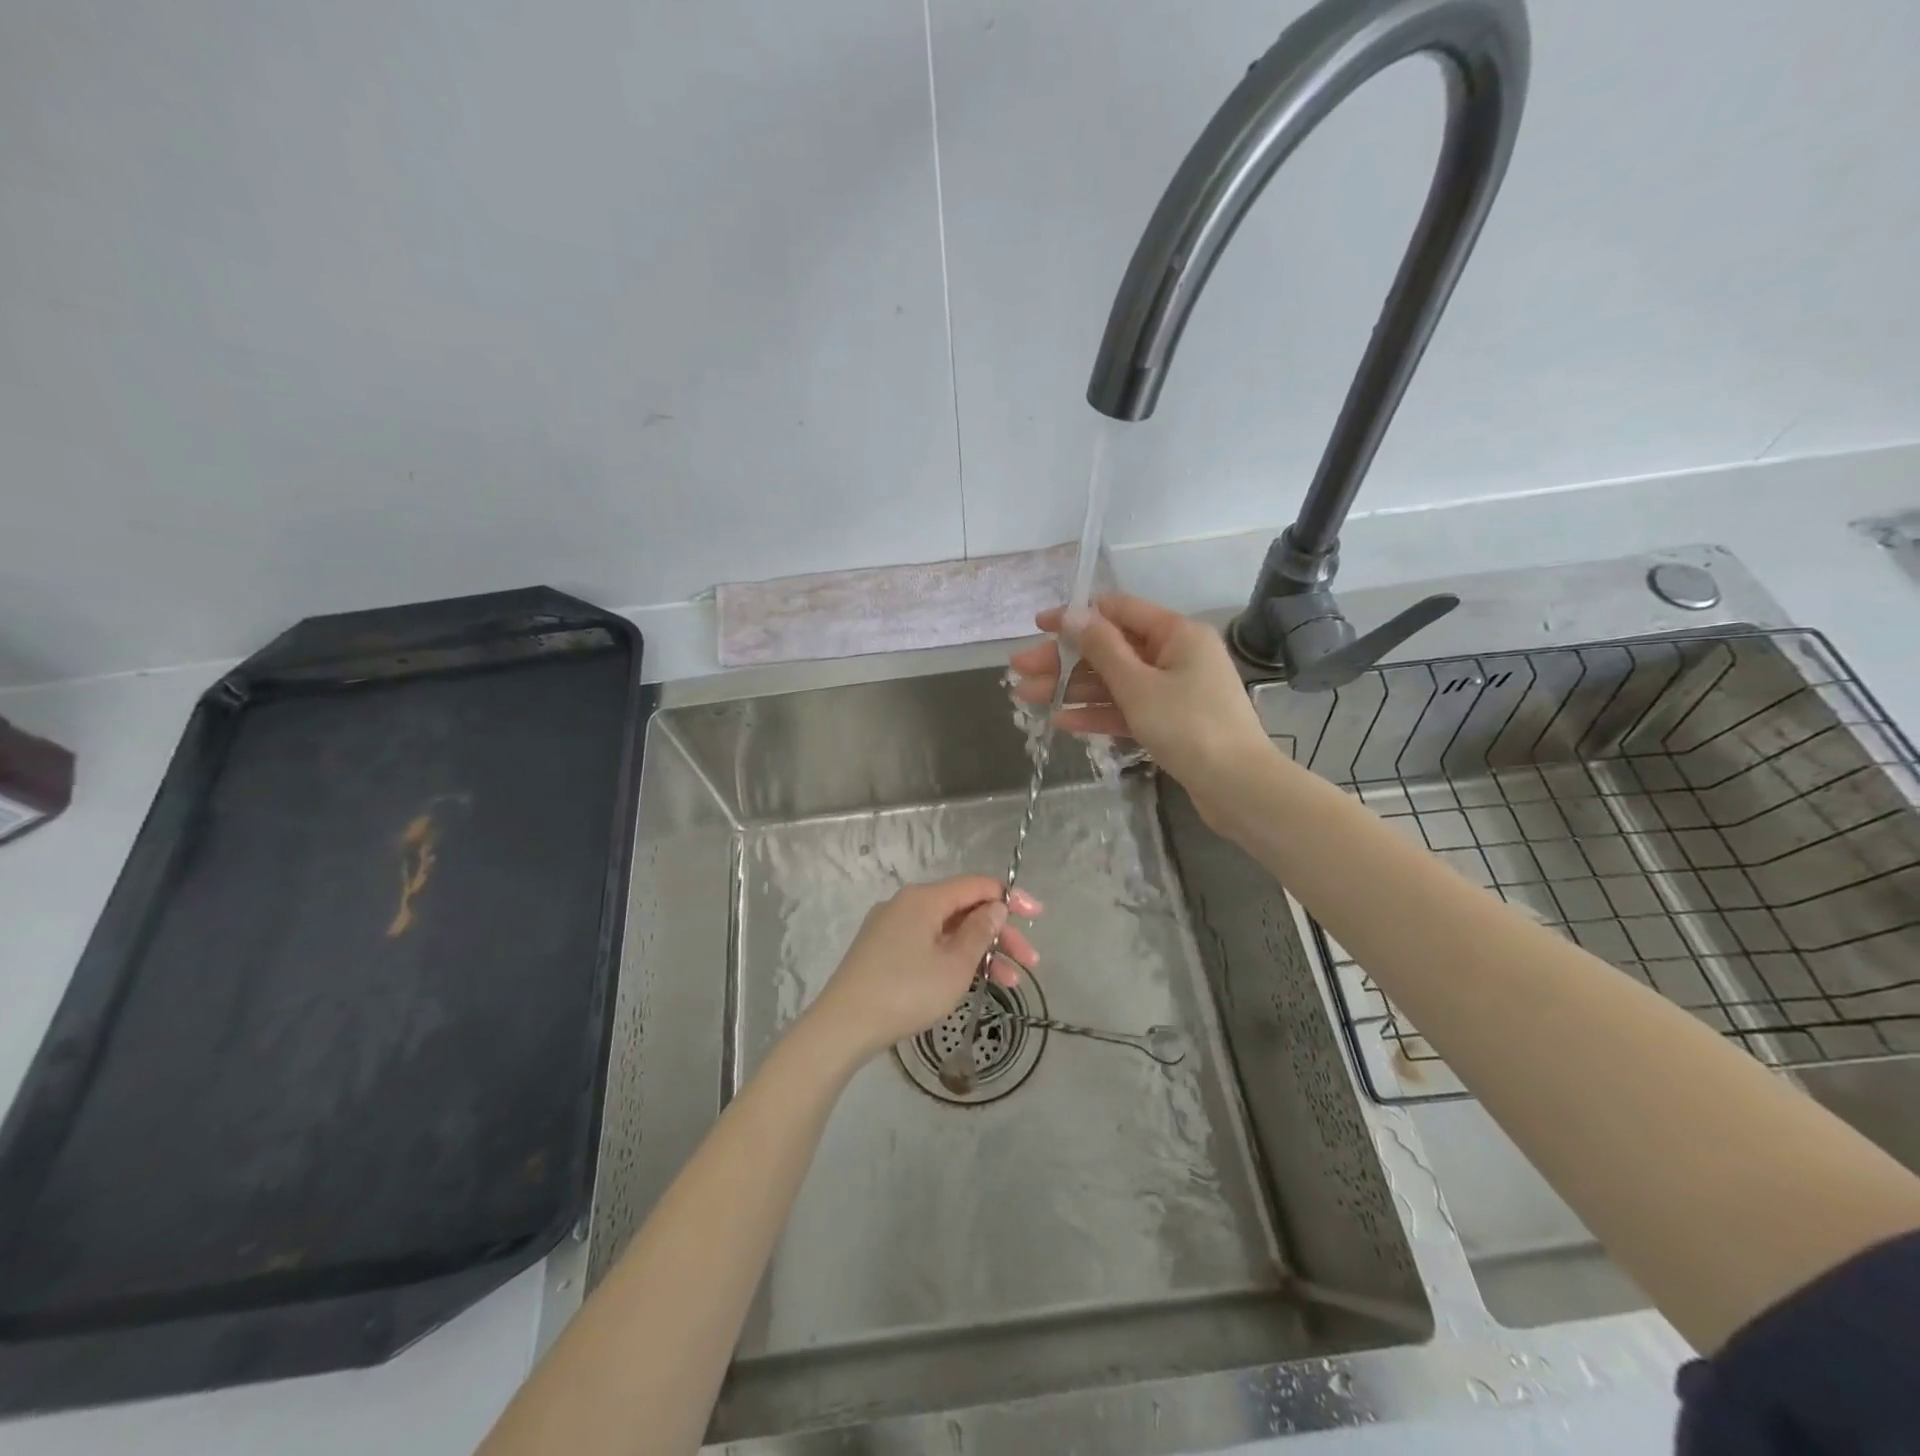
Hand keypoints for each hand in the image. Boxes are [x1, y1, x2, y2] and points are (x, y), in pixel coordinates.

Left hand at [805, 877, 1042, 1062]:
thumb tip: (995, 907)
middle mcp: (907, 903)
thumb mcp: (954, 965)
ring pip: (947, 930)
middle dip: (1000, 934)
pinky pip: (928, 943)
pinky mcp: (882, 949)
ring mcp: (891, 926)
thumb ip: (980, 932)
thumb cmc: (905, 992)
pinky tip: (970, 981)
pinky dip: (954, 957)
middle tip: (1030, 962)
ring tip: (1010, 983)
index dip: (1011, 898)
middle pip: (964, 909)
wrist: (843, 1026)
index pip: (977, 885)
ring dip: (980, 951)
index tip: (1037, 917)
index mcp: (924, 898)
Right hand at [1009, 593, 1271, 817]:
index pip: (1118, 611)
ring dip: (1072, 688)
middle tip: (1019, 669)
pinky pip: (1127, 709)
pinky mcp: (1170, 722)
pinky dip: (1097, 714)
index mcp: (1176, 634)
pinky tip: (1061, 721)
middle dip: (1064, 660)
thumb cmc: (1189, 726)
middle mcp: (1176, 655)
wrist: (1237, 787)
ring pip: (1114, 682)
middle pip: (1110, 650)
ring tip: (1027, 696)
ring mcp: (1173, 691)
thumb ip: (1102, 648)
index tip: (1038, 626)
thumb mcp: (1138, 684)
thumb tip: (1073, 614)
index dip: (1076, 616)